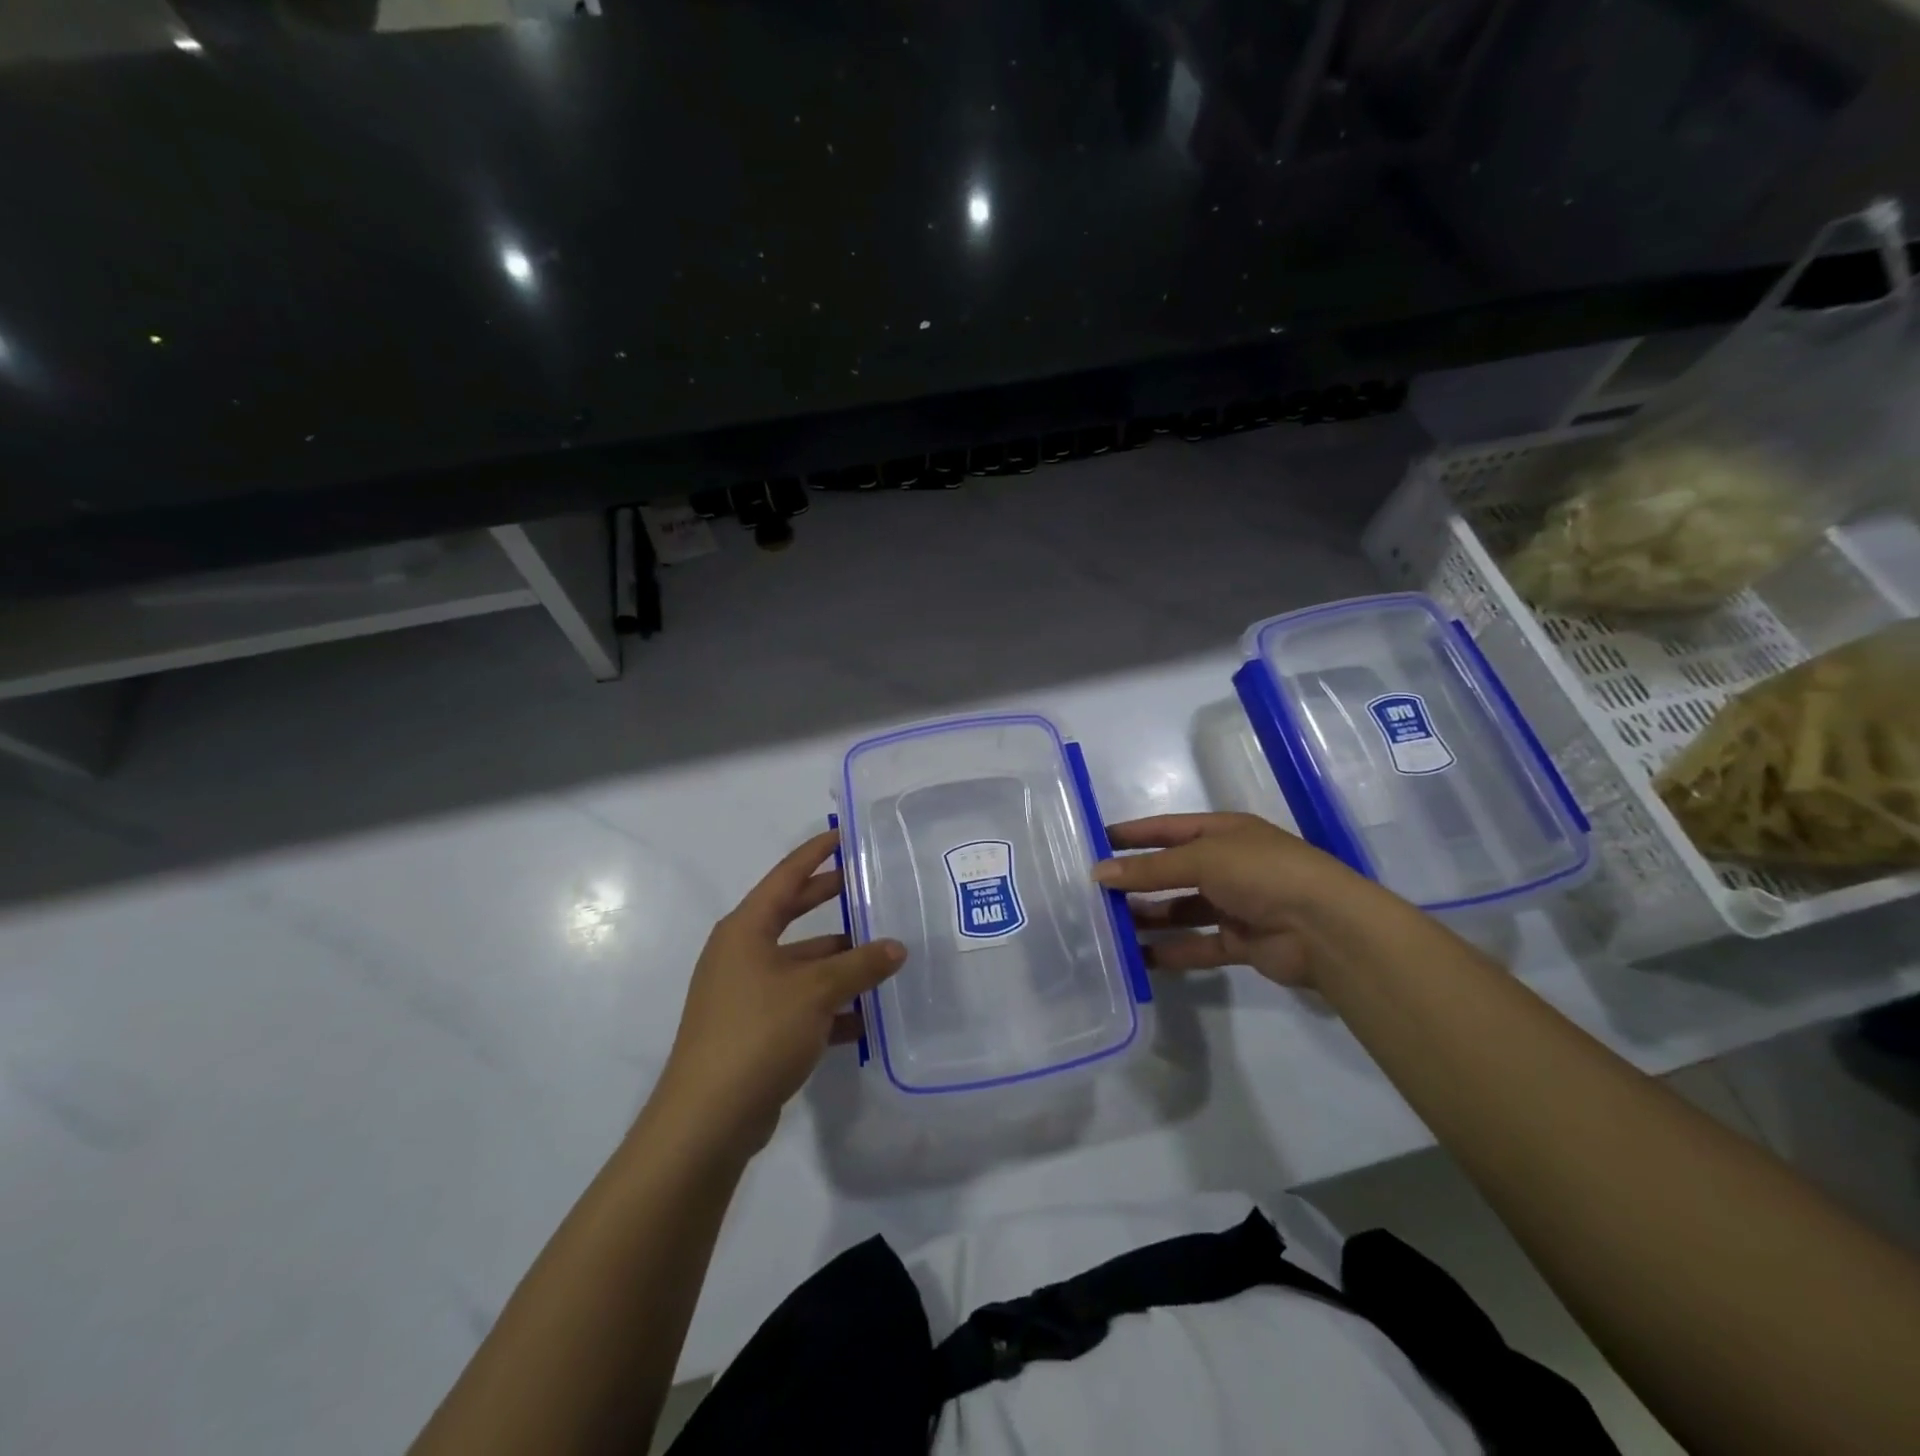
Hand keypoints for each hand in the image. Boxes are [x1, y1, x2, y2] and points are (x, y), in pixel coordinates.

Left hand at [655, 831, 905, 1154]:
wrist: (707, 1119)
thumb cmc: (757, 1032)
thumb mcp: (816, 991)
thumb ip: (860, 965)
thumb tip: (896, 947)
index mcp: (746, 930)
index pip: (786, 876)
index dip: (815, 854)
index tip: (843, 835)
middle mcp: (742, 954)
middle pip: (793, 915)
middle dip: (830, 900)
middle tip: (868, 885)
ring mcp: (745, 994)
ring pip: (802, 965)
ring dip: (839, 963)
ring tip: (884, 958)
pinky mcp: (754, 1030)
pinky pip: (800, 1004)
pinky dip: (830, 1007)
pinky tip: (865, 1019)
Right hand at [1092, 812, 1374, 988]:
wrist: (1326, 928)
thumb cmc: (1262, 873)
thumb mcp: (1202, 859)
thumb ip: (1150, 869)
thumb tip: (1098, 873)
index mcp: (1223, 833)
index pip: (1167, 829)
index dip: (1133, 835)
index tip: (1095, 841)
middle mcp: (1228, 865)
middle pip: (1172, 872)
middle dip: (1136, 881)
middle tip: (1095, 894)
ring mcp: (1235, 905)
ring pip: (1181, 910)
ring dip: (1149, 918)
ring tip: (1110, 928)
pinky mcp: (1241, 943)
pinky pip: (1197, 945)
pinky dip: (1171, 951)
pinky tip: (1139, 959)